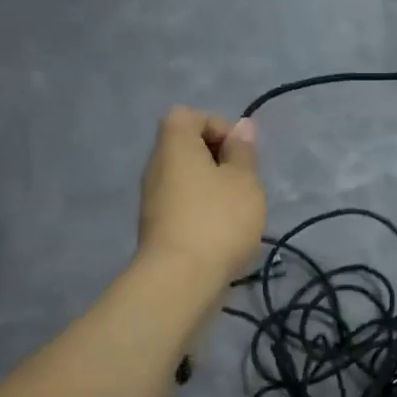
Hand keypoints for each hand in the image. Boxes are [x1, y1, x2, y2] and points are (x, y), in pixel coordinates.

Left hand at [136, 107, 264, 285]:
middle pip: (185, 146)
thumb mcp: (244, 180)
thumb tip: (241, 126)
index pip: (187, 115)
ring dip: (213, 186)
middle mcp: (156, 167)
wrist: (179, 281)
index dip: (216, 125)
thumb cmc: (217, 220)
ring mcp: (153, 199)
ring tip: (237, 209)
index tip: (238, 153)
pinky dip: (202, 209)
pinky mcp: (156, 227)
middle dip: (218, 158)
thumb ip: (243, 151)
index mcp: (174, 146)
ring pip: (185, 177)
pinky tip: (222, 232)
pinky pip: (182, 203)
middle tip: (242, 181)